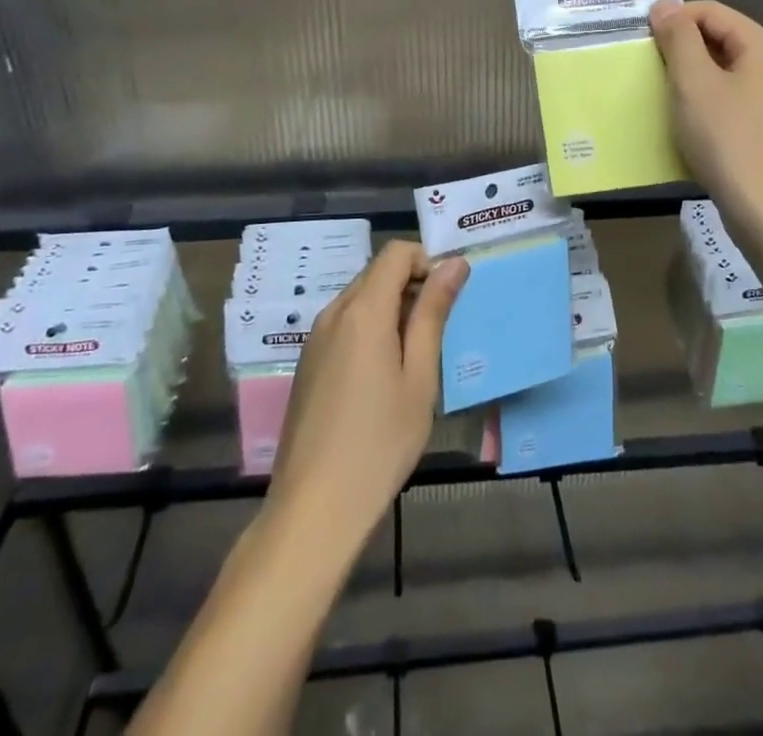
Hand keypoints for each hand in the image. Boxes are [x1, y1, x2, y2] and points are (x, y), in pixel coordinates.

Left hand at [264, 240, 469, 544]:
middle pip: (377, 273)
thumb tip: (454, 263)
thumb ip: (433, 313)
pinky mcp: (308, 363)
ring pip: (361, 299)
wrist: (313, 509)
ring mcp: (315, 339)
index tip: (448, 298)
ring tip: (415, 359)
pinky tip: (383, 378)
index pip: (396, 252)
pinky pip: (345, 325)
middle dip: (412, 286)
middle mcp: (333, 313)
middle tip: (439, 331)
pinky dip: (370, 330)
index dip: (426, 261)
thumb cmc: (379, 442)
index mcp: (362, 310)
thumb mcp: (419, 377)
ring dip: (392, 310)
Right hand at [649, 0, 762, 247]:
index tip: (641, 39)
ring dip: (689, 75)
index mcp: (762, 46)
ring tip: (660, 91)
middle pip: (719, 37)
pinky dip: (703, 99)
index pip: (711, 11)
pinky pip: (729, 97)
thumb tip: (664, 5)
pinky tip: (684, 119)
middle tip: (647, 66)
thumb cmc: (728, 140)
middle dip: (680, 46)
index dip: (673, 18)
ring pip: (722, 69)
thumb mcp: (694, 83)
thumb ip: (677, 38)